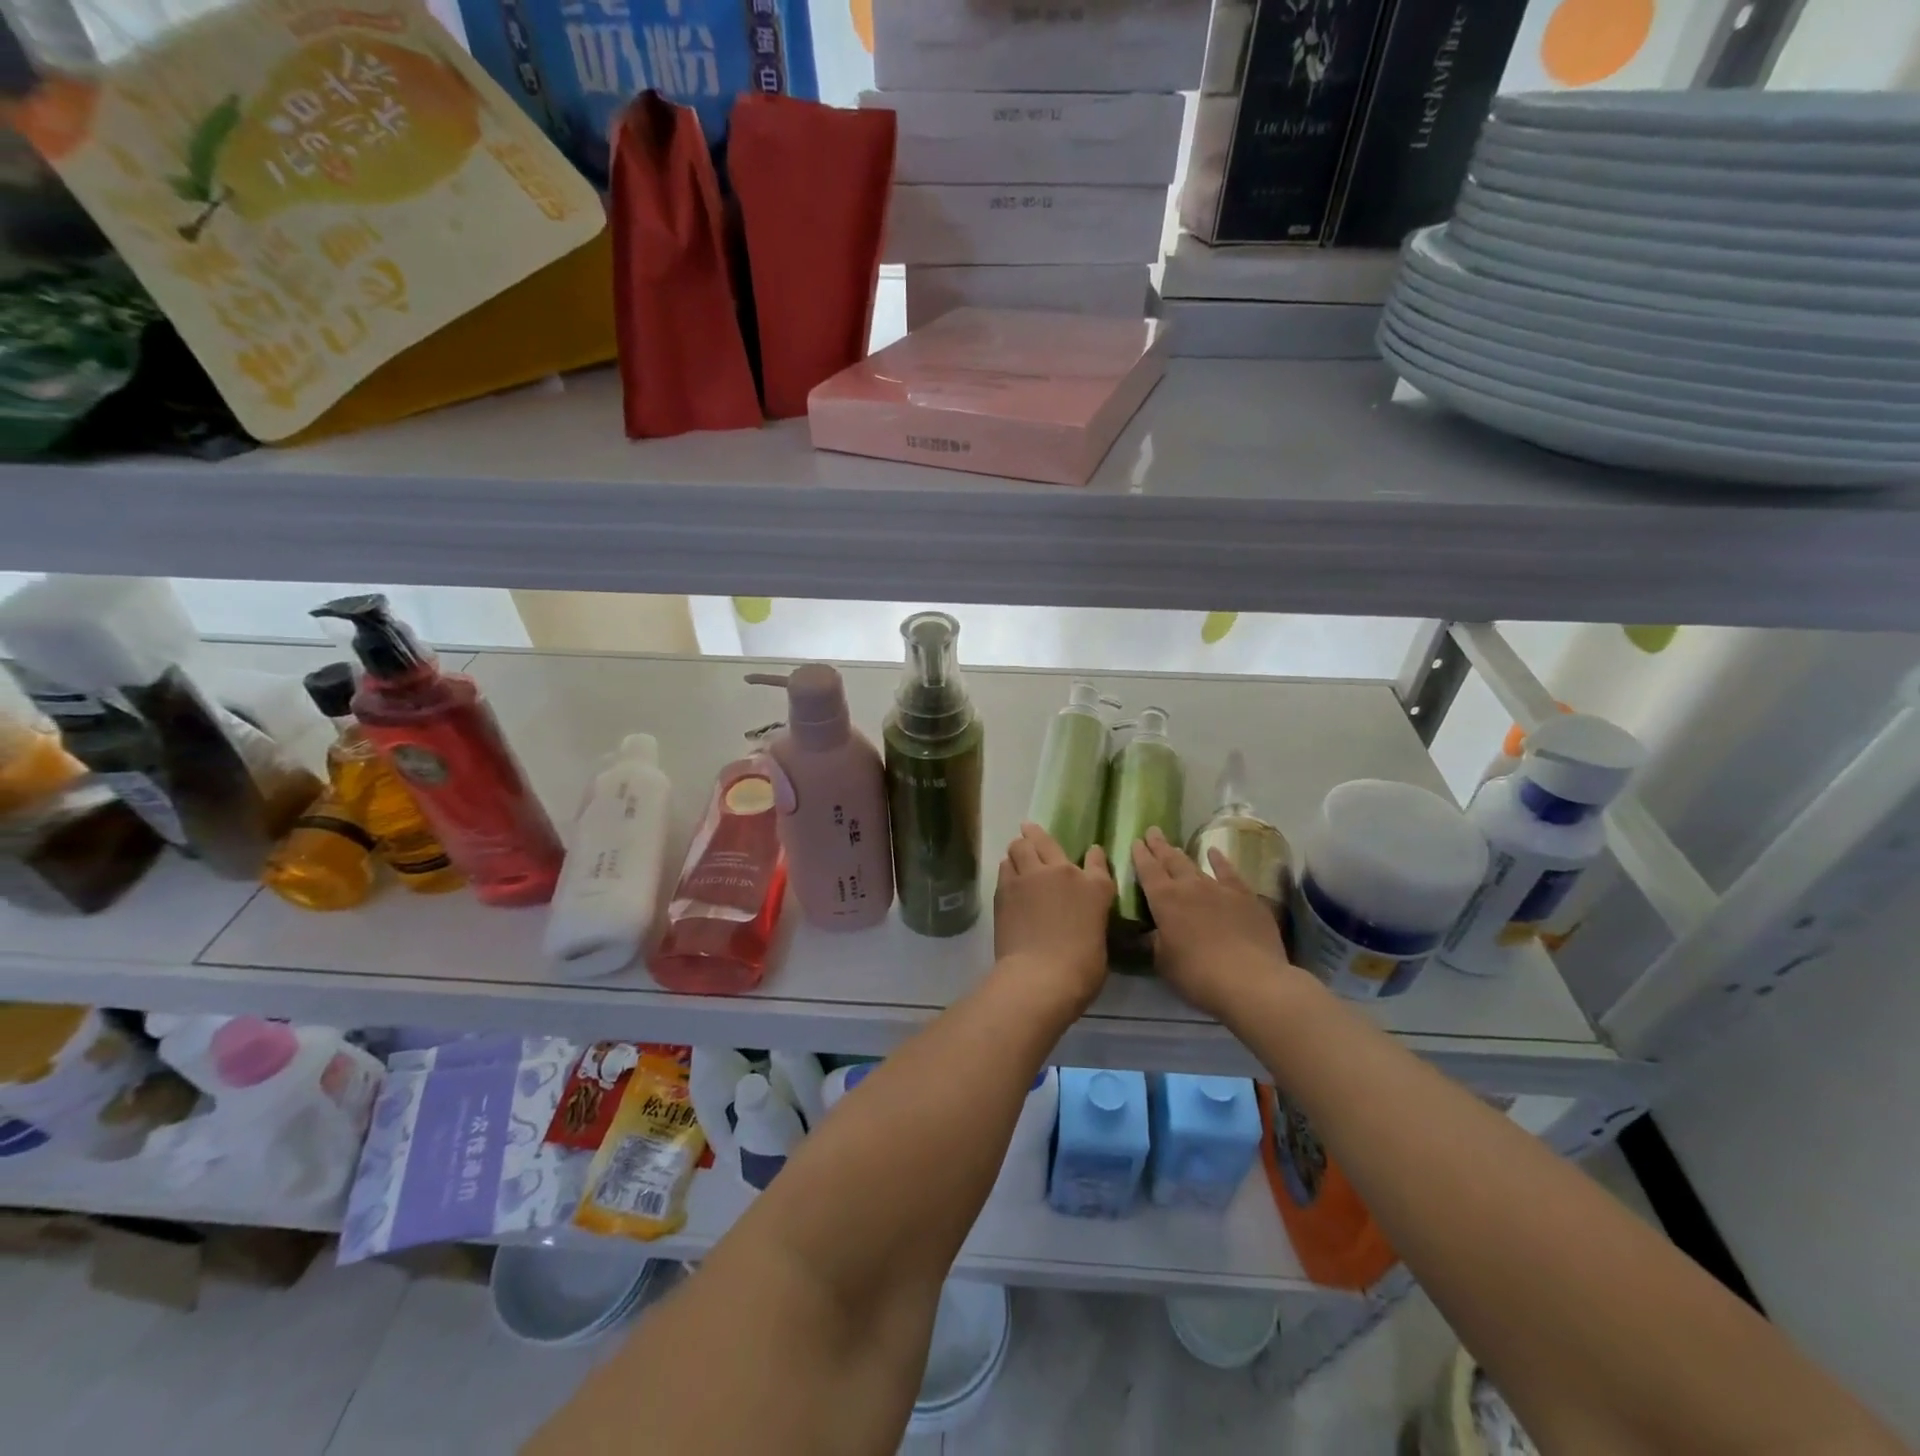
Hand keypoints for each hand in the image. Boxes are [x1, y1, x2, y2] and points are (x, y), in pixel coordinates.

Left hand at [994, 822, 1115, 1010]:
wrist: (1041, 975)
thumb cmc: (1081, 969)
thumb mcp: (1097, 940)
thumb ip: (1089, 918)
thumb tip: (1079, 917)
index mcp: (1095, 888)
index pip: (1097, 861)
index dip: (1094, 856)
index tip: (1092, 852)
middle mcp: (1063, 872)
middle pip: (1045, 841)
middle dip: (1037, 835)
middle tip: (1029, 831)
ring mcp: (1031, 877)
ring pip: (1019, 846)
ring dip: (1019, 849)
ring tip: (1016, 854)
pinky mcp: (1006, 888)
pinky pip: (1005, 867)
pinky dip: (1007, 868)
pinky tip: (1008, 876)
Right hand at [1132, 827, 1290, 1018]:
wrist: (1250, 979)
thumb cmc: (1198, 974)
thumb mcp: (1164, 962)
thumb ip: (1155, 942)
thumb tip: (1150, 933)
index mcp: (1163, 900)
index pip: (1147, 870)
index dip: (1140, 855)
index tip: (1135, 841)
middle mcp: (1189, 886)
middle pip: (1170, 860)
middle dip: (1159, 846)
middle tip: (1152, 832)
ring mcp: (1219, 888)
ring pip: (1195, 864)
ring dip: (1182, 854)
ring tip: (1174, 845)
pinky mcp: (1245, 896)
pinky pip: (1228, 872)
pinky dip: (1220, 861)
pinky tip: (1215, 853)